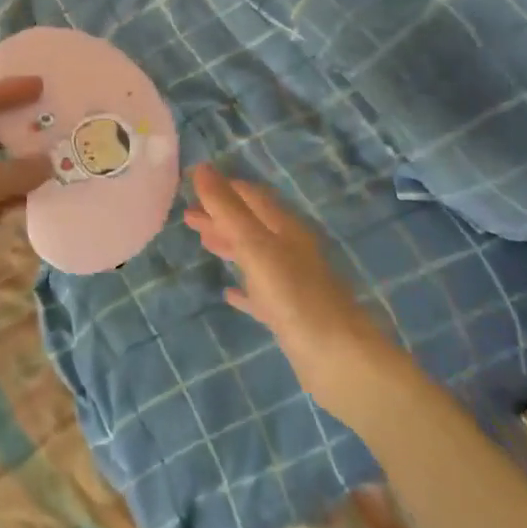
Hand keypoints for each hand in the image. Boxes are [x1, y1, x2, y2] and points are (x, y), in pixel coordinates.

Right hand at [185, 165, 409, 406]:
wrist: (339, 359)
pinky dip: (242, 287)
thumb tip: (201, 167)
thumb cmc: (294, 295)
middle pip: (251, 224)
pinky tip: (228, 292)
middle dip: (221, 216)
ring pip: (254, 255)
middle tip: (187, 215)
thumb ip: (228, 209)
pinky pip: (260, 293)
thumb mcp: (255, 245)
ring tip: (202, 242)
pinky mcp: (289, 315)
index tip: (192, 184)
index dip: (223, 187)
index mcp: (285, 228)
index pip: (251, 196)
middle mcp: (290, 250)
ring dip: (228, 245)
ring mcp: (291, 283)